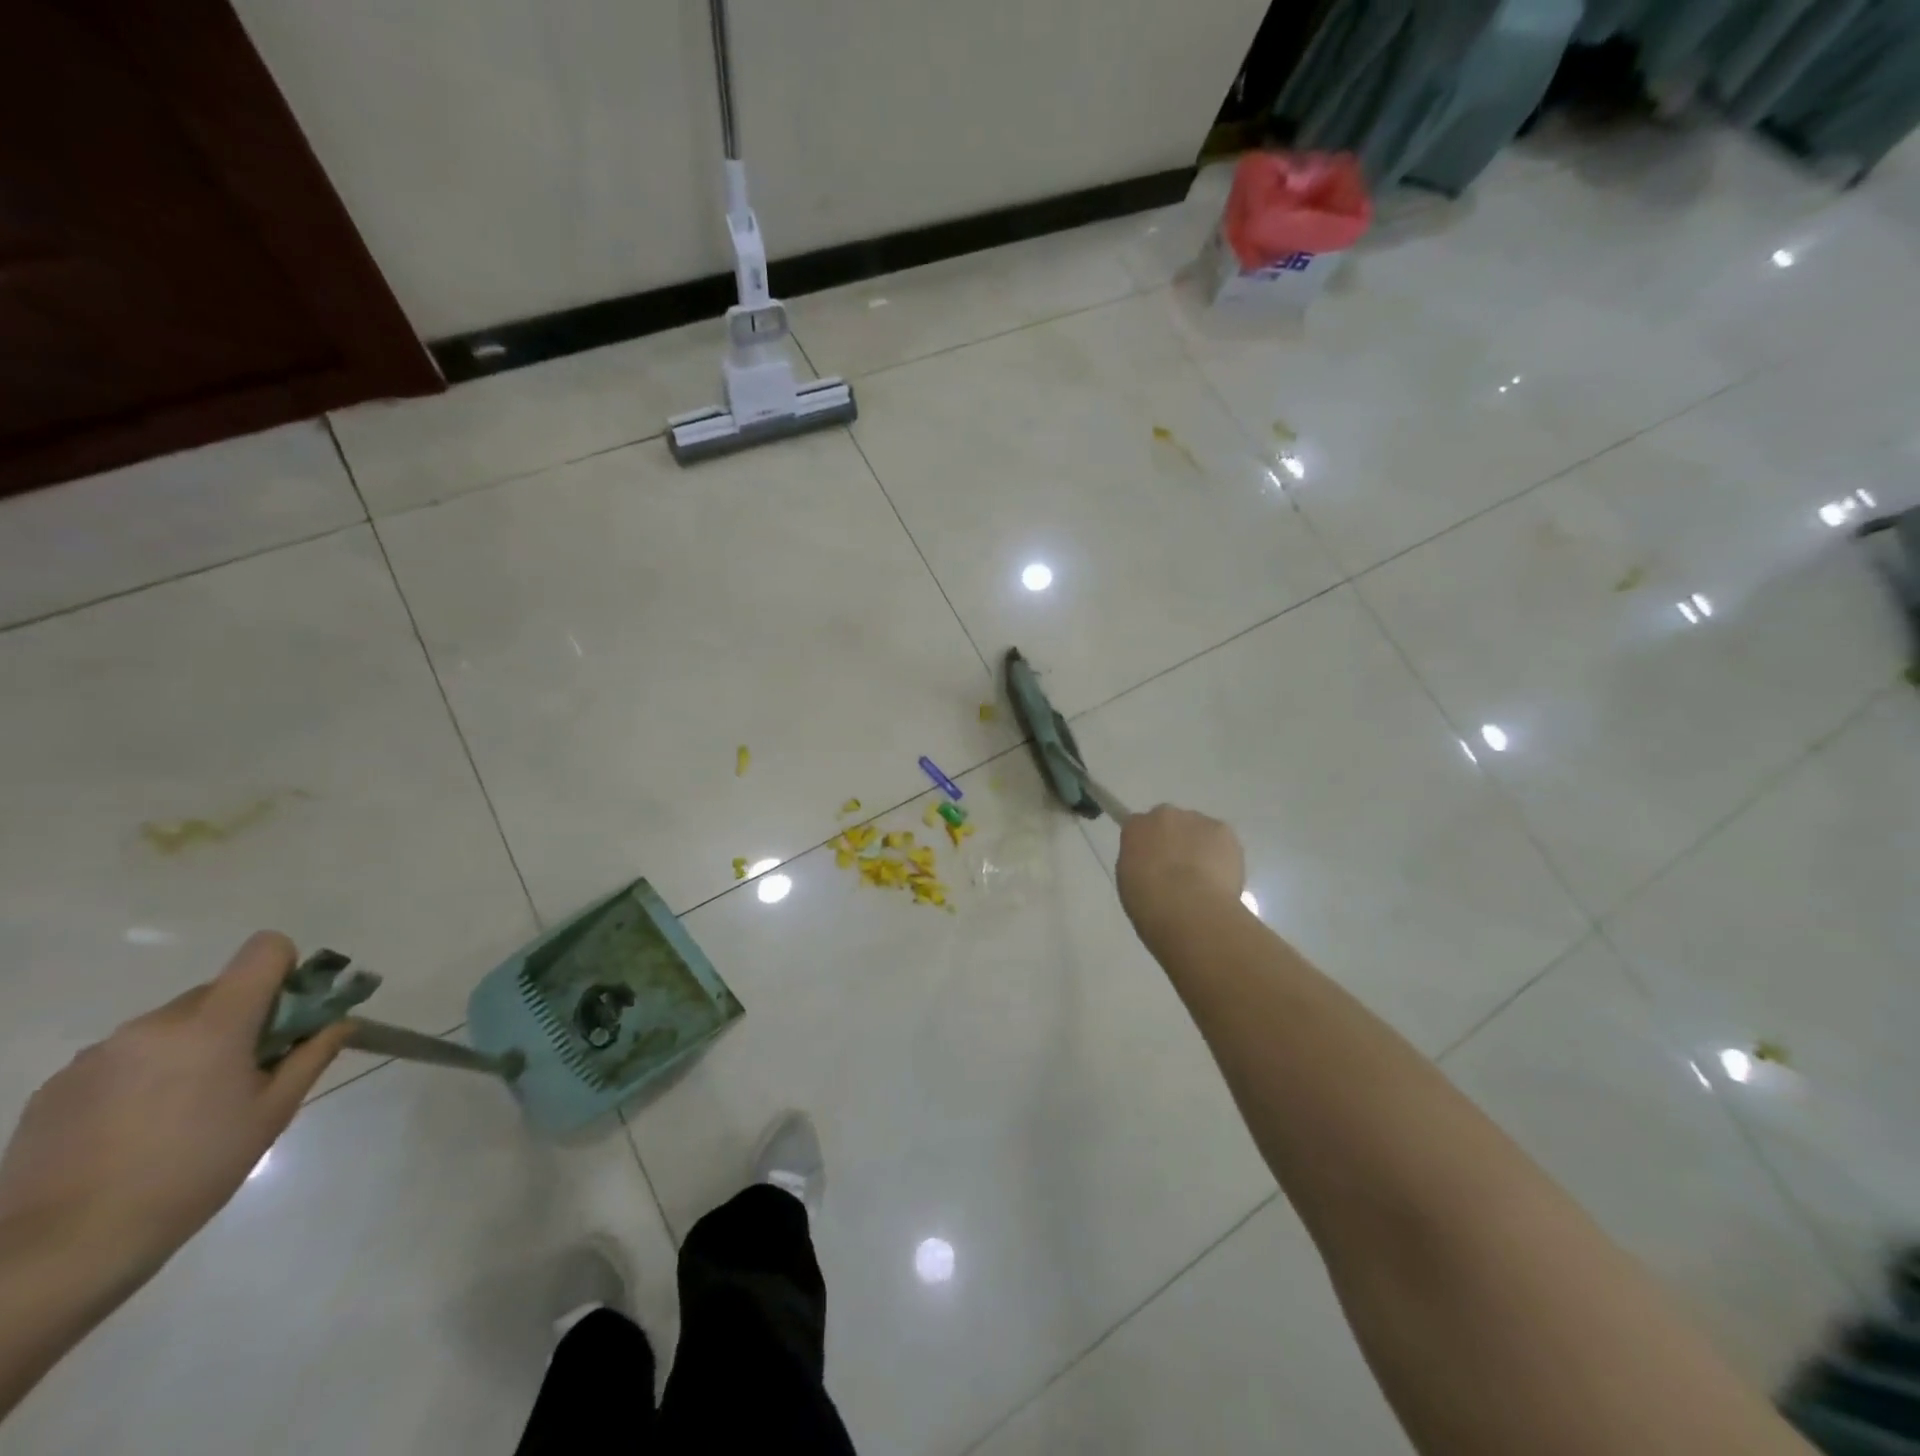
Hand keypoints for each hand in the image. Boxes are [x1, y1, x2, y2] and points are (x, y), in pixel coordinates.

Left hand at [0, 933, 350, 1288]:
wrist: (61, 1249)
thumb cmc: (194, 1171)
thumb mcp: (272, 1113)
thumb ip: (312, 1055)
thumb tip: (342, 1022)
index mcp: (213, 1023)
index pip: (264, 950)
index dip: (285, 971)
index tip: (287, 1016)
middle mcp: (154, 1023)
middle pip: (218, 992)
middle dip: (241, 1019)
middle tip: (245, 1074)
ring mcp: (99, 1053)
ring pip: (171, 1026)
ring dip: (192, 1047)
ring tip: (185, 1110)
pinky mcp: (60, 1084)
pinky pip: (126, 1057)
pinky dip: (146, 1075)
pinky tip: (136, 1129)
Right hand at [1116, 805, 1246, 934]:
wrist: (1188, 908)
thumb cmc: (1148, 901)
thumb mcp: (1129, 880)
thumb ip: (1139, 862)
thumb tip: (1153, 864)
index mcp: (1135, 826)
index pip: (1139, 827)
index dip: (1148, 845)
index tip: (1153, 863)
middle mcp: (1164, 814)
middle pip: (1170, 822)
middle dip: (1174, 840)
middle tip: (1178, 870)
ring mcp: (1196, 820)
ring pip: (1198, 830)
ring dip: (1199, 846)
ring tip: (1204, 878)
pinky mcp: (1223, 830)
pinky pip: (1221, 840)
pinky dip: (1222, 854)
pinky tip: (1220, 878)